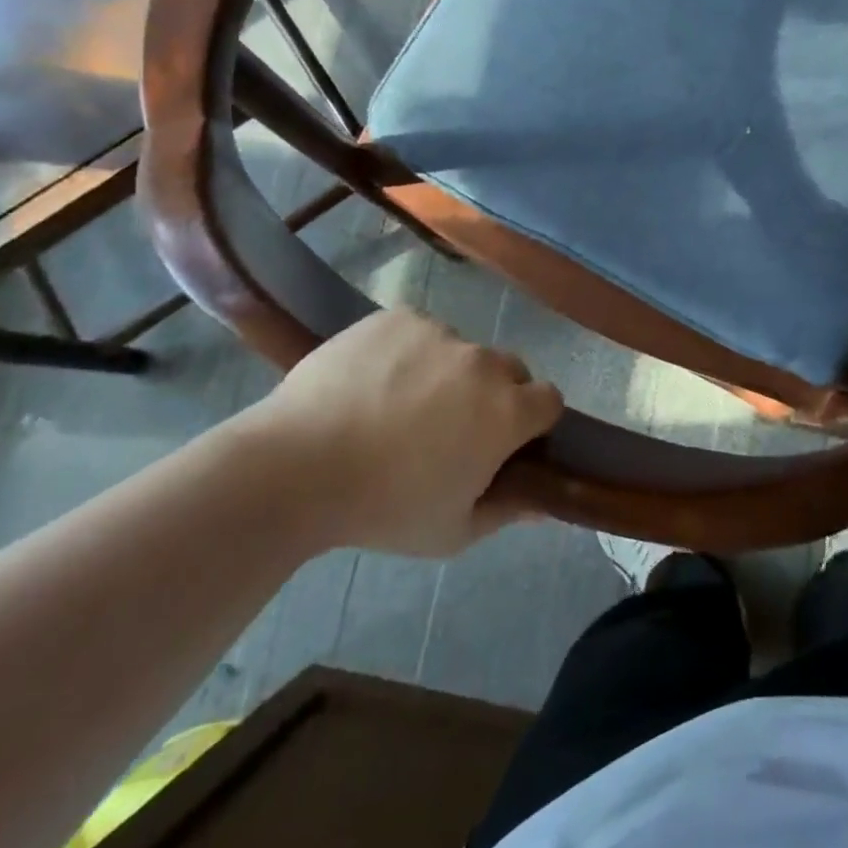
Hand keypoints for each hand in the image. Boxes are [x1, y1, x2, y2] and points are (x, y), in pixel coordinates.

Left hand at [236, 310, 561, 555]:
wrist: (298, 466)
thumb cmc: (384, 508)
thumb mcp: (453, 531)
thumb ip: (507, 510)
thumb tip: (543, 501)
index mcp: (507, 411)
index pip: (549, 400)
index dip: (532, 422)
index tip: (506, 443)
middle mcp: (483, 362)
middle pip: (509, 370)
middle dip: (494, 395)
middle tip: (451, 428)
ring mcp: (440, 332)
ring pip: (461, 350)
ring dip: (448, 373)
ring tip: (399, 406)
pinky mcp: (399, 317)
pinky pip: (420, 332)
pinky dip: (409, 352)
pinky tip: (374, 382)